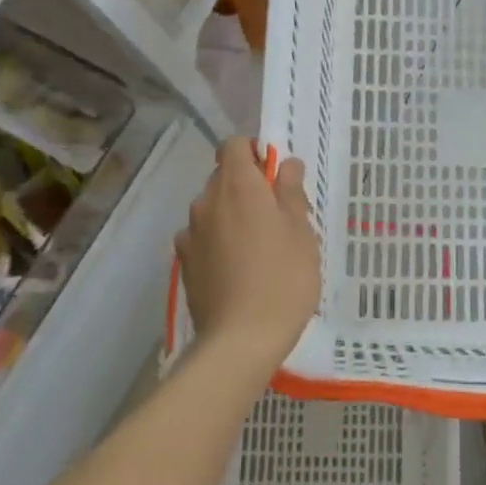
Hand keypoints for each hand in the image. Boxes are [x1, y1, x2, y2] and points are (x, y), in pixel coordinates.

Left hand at [177, 138, 320, 368]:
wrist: (241, 339)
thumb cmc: (283, 279)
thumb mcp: (301, 232)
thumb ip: (290, 192)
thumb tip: (285, 164)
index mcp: (238, 186)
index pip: (234, 145)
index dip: (254, 152)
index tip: (275, 176)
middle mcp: (206, 201)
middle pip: (223, 176)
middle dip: (247, 187)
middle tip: (277, 216)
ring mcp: (190, 232)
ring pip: (212, 208)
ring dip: (232, 215)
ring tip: (258, 248)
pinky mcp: (184, 261)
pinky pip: (203, 237)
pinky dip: (217, 241)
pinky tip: (236, 268)